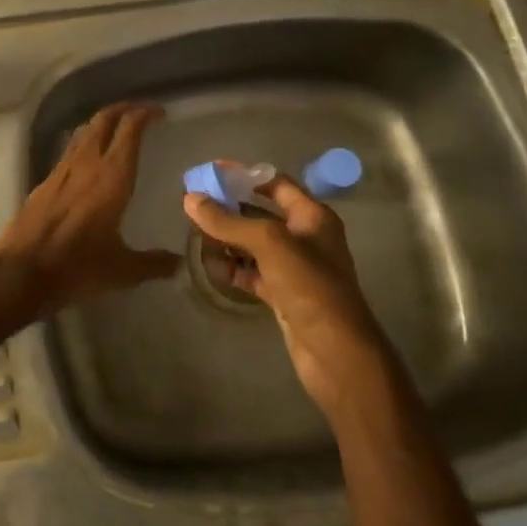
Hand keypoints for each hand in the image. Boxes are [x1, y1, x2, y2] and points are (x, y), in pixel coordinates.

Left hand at [0, 102, 179, 317]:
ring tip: (115, 130)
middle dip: (122, 109)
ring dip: (101, 124)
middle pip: (103, 120)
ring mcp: (61, 171)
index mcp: (112, 176)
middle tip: (139, 112)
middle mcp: (87, 164)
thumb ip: (153, 263)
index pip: (129, 130)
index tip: (159, 113)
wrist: (21, 272)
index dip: (145, 114)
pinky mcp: (44, 183)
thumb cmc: (78, 266)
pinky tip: (87, 161)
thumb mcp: (123, 270)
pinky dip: (83, 145)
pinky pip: (69, 152)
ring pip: (83, 132)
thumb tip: (178, 263)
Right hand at [183, 170, 393, 417]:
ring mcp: (294, 268)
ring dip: (227, 239)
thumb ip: (228, 221)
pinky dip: (233, 268)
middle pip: (260, 213)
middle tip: (194, 204)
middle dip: (229, 208)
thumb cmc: (310, 286)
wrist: (336, 353)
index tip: (210, 172)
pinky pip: (252, 272)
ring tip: (196, 234)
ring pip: (253, 244)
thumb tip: (190, 199)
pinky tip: (211, 266)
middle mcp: (305, 237)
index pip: (274, 183)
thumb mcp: (268, 244)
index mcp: (312, 216)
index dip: (243, 175)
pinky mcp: (283, 294)